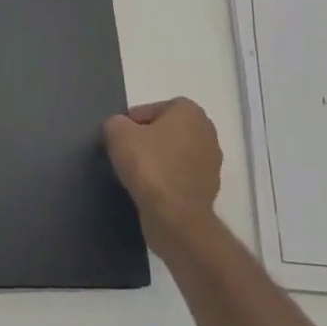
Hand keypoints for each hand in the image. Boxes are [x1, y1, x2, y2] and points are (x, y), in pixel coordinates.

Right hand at [104, 98, 222, 256]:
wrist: (175, 216)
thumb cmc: (149, 165)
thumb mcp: (117, 133)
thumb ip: (115, 122)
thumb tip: (119, 129)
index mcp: (190, 111)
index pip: (153, 109)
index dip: (132, 123)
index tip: (120, 139)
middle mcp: (207, 132)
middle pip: (166, 131)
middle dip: (147, 140)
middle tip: (126, 154)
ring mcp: (212, 162)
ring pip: (174, 154)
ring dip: (157, 161)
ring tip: (136, 175)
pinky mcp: (209, 189)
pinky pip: (180, 176)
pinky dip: (166, 180)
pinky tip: (150, 191)